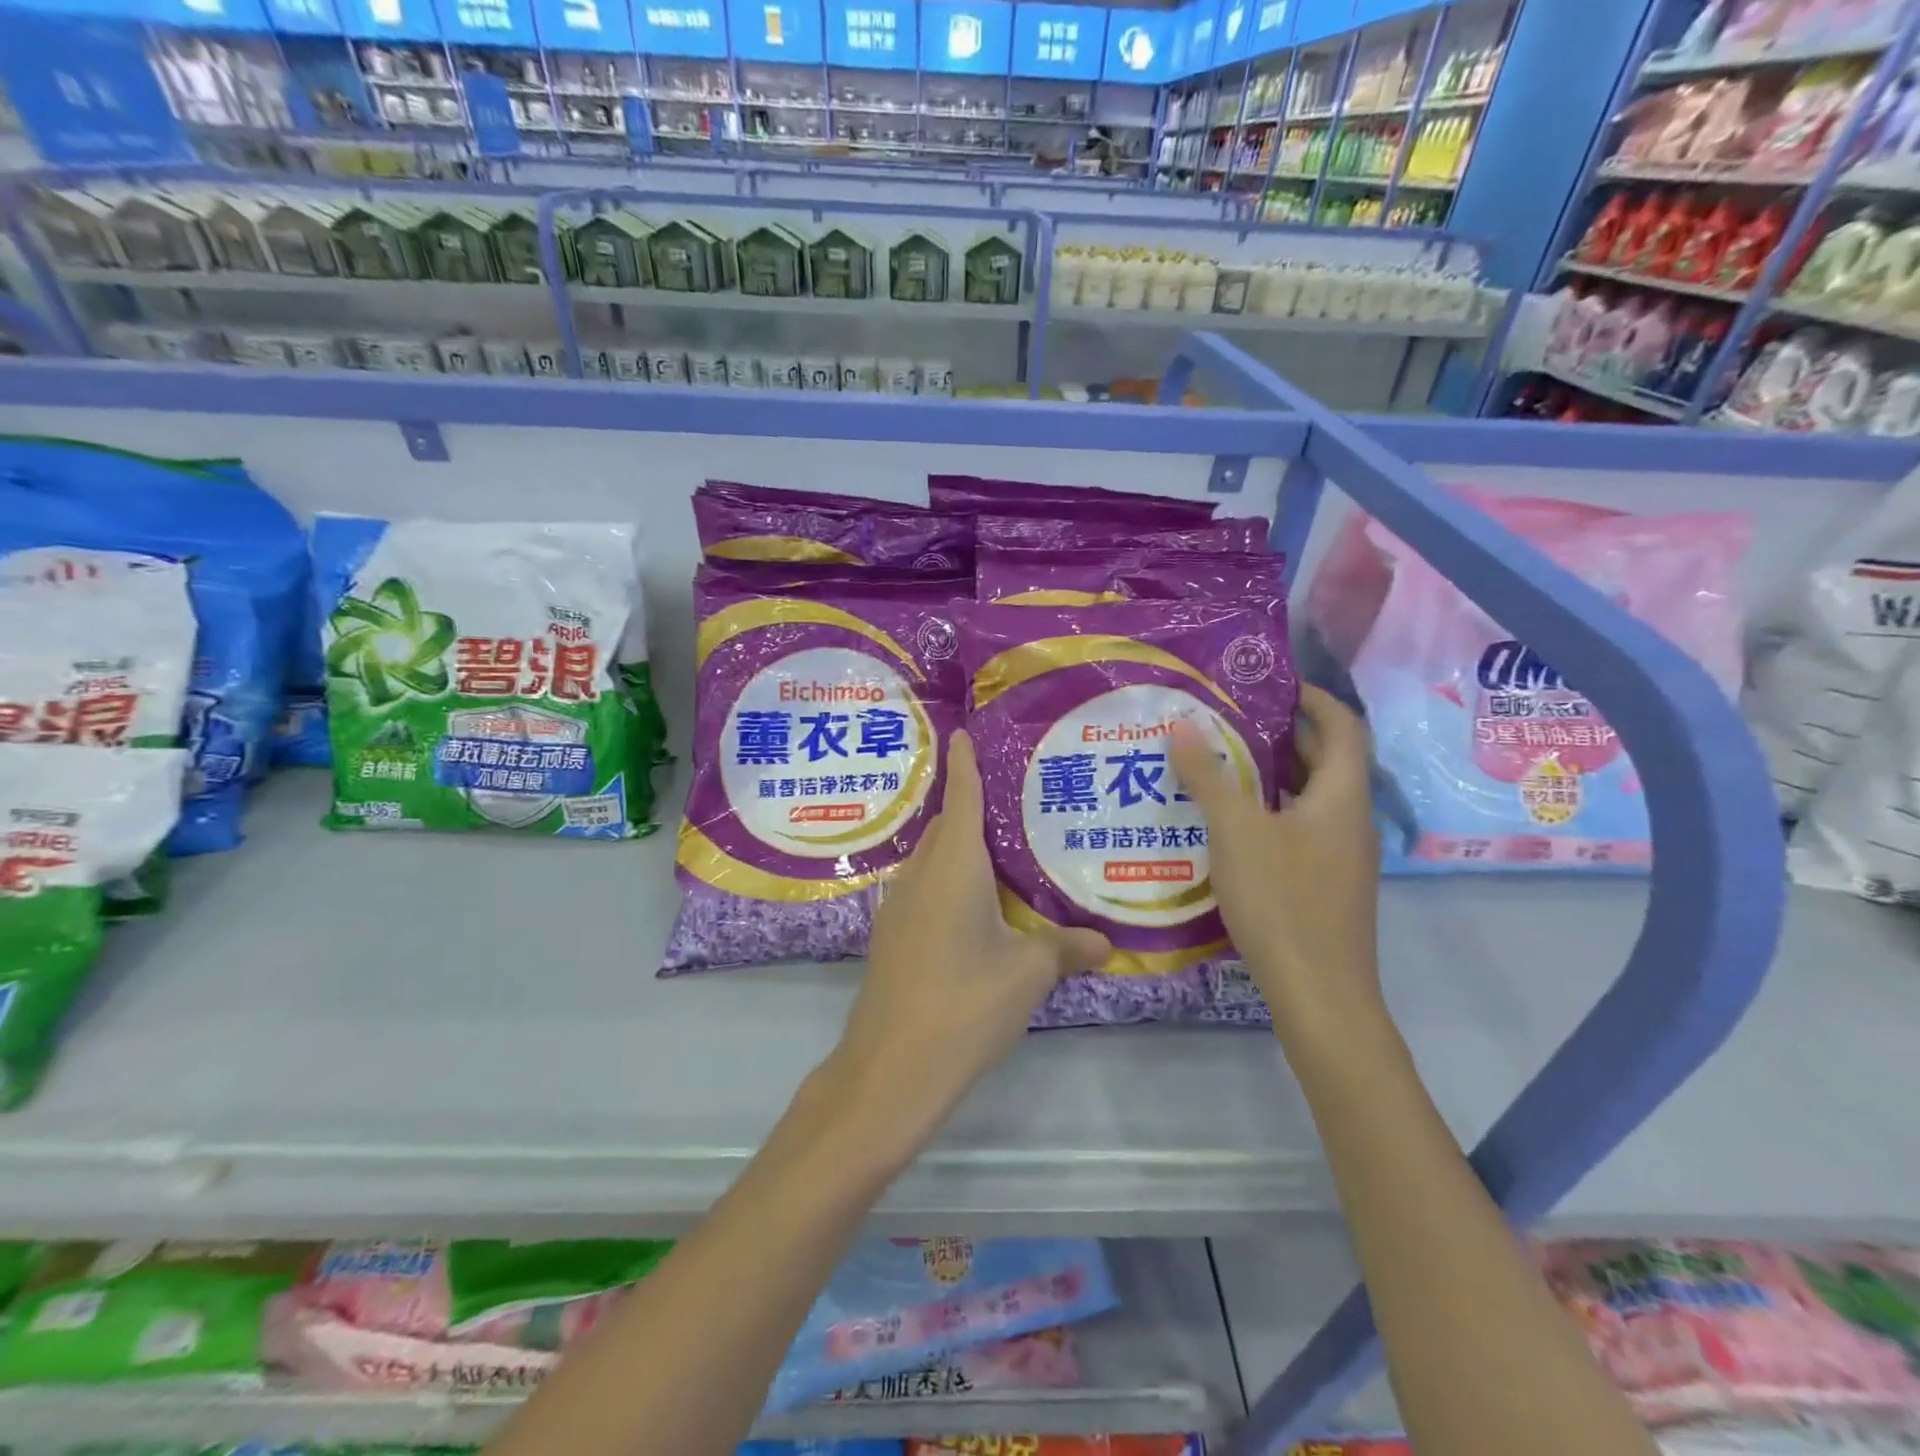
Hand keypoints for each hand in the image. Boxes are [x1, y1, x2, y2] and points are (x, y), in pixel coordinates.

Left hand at [829, 731, 1111, 1153]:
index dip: (965, 763)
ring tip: (1001, 853)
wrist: (891, 1068)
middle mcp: (921, 875)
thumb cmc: (965, 1004)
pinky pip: (924, 889)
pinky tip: (975, 909)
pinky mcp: (892, 938)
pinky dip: (948, 882)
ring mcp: (899, 907)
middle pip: (946, 826)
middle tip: (1013, 802)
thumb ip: (1066, 949)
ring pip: (932, 859)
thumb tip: (1106, 943)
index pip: (961, 797)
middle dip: (970, 807)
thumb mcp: (1028, 974)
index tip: (964, 733)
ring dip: (959, 848)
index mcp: (953, 865)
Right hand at [1171, 685, 1382, 1035]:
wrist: (1318, 993)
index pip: (1341, 725)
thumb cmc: (1281, 899)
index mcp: (1341, 796)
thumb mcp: (1235, 830)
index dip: (1311, 697)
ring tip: (1219, 763)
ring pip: (1309, 797)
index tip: (1268, 683)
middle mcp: (1349, 819)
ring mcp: (1341, 855)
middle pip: (1325, 760)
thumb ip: (1208, 776)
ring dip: (1271, 775)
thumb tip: (1183, 723)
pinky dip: (1270, 811)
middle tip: (1227, 719)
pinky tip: (1229, 824)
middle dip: (1281, 733)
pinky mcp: (1326, 884)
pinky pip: (1300, 828)